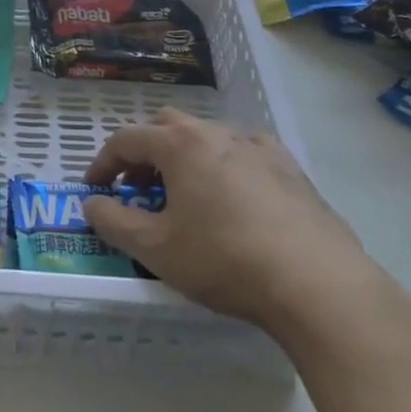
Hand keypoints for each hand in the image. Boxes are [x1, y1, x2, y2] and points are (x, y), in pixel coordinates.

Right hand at [81, 109, 387, 335]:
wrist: (318, 285)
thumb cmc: (224, 260)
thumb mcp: (155, 249)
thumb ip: (113, 222)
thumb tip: (92, 204)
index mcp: (179, 145)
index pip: (126, 139)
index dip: (102, 162)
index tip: (94, 189)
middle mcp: (216, 133)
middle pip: (166, 126)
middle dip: (145, 153)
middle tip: (139, 189)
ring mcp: (258, 147)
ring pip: (208, 136)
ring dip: (185, 157)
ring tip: (186, 196)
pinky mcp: (291, 169)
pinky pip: (246, 152)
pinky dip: (227, 165)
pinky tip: (234, 197)